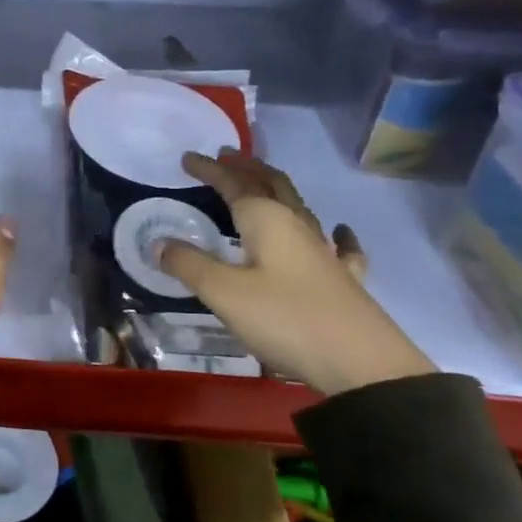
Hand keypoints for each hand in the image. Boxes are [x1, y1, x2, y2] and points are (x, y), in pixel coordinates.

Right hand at [157, 150, 433, 395]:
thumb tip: (159, 244)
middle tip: (226, 156)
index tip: (187, 158)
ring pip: (299, 207)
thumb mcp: (223, 293)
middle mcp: (297, 226)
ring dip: (277, 189)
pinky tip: (340, 230)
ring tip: (261, 182)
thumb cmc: (285, 320)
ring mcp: (325, 251)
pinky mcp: (344, 279)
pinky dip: (334, 232)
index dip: (210, 170)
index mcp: (267, 221)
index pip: (234, 184)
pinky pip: (340, 245)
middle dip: (246, 168)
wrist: (362, 365)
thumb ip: (189, 265)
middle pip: (271, 185)